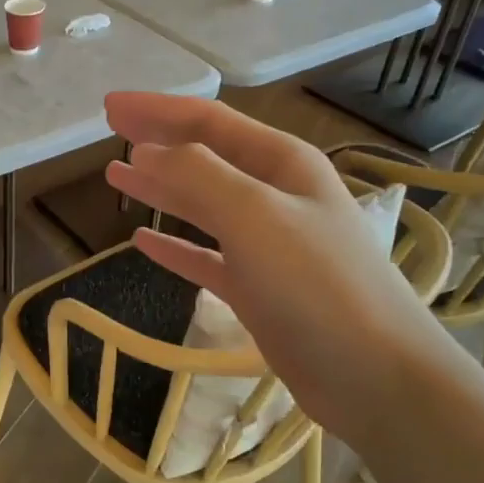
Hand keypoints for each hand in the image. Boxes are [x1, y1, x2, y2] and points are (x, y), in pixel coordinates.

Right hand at [103, 93, 460, 432]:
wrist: (374, 375)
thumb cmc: (316, 284)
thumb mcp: (254, 214)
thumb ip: (197, 175)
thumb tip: (145, 151)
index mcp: (281, 163)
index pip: (208, 121)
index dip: (156, 110)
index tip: (109, 106)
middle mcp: (274, 195)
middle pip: (204, 157)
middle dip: (156, 140)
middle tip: (110, 131)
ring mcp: (266, 244)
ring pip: (201, 204)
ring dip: (160, 188)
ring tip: (115, 177)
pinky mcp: (257, 288)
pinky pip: (204, 256)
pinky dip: (174, 246)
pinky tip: (142, 242)